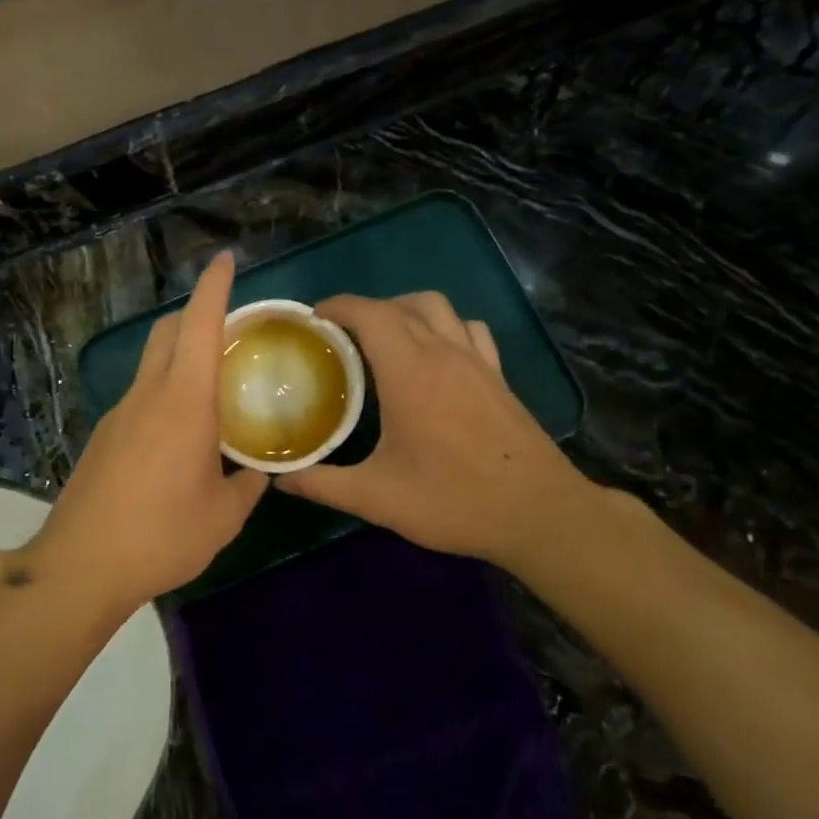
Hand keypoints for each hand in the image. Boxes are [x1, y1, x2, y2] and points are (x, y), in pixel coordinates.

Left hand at [30, 252, 266, 612]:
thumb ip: (248, 486)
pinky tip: (178, 436)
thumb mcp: (224, 517)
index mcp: (184, 403)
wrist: (82, 566)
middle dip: (196, 315)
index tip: (226, 260)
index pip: (200, 325)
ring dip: (179, 357)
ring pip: (151, 364)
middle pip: (167, 332)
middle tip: (231, 332)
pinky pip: (139, 399)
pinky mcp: (102, 438)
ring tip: (212, 389)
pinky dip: (163, 394)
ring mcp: (118, 415)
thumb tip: (260, 473)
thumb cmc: (163, 537)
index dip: (215, 287)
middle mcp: (147, 396)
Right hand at [277, 293, 599, 568]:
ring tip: (384, 340)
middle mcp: (445, 353)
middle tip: (339, 337)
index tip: (314, 319)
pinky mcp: (499, 376)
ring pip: (439, 308)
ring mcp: (478, 361)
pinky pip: (468, 330)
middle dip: (366, 310)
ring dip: (406, 311)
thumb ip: (323, 484)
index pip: (371, 314)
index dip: (339, 307)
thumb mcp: (377, 498)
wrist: (538, 513)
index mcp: (411, 373)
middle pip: (403, 305)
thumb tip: (280, 478)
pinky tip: (435, 357)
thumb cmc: (454, 501)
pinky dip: (444, 327)